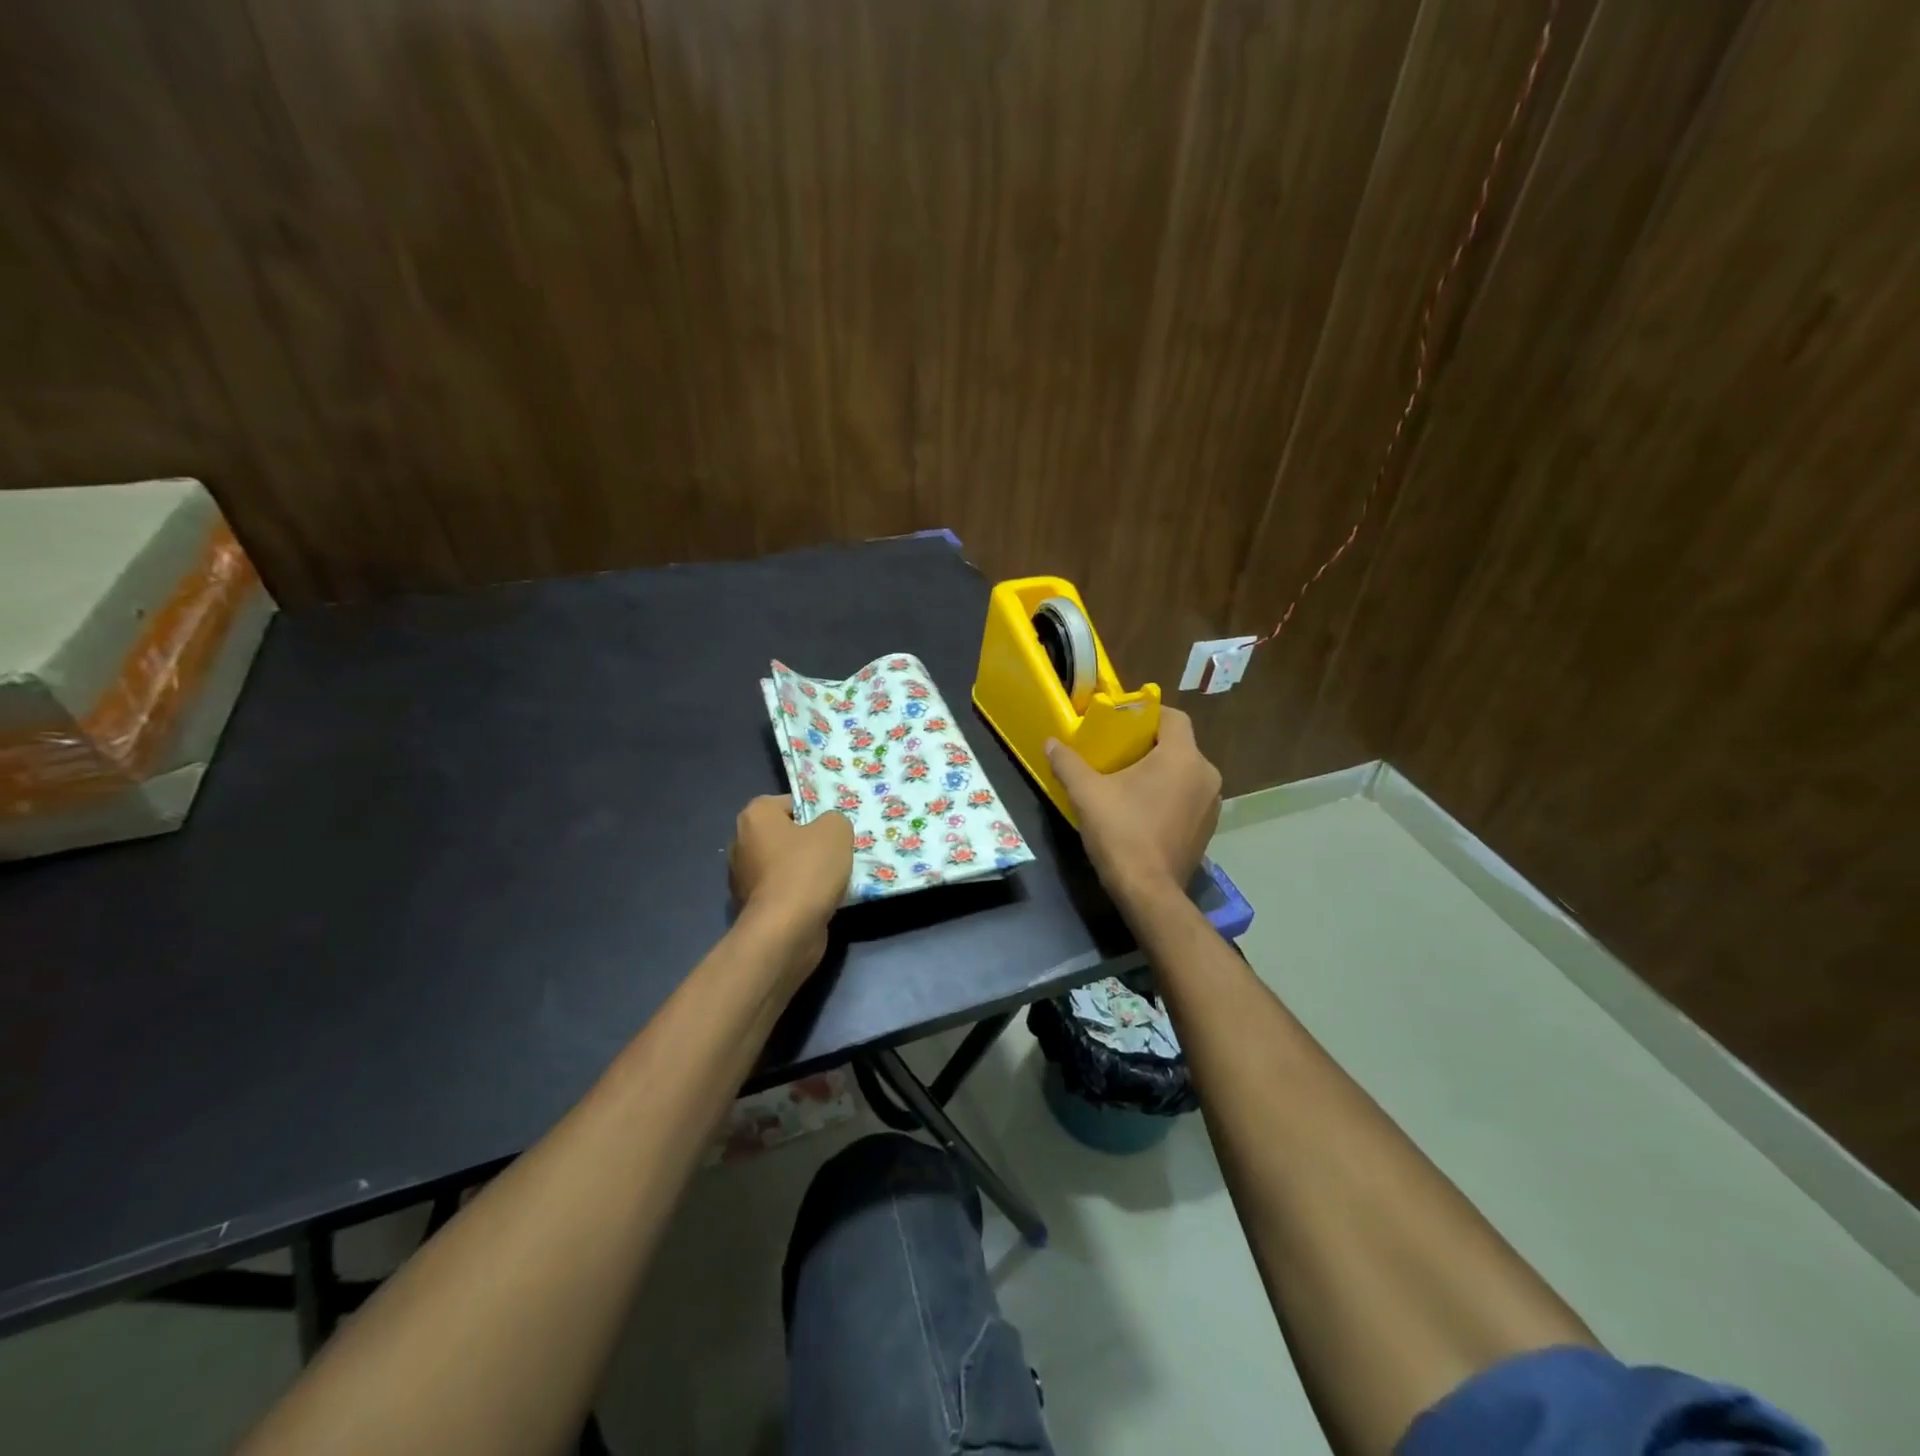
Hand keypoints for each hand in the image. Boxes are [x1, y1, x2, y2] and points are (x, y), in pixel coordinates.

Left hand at [727, 796, 852, 970]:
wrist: (786, 930)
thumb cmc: (808, 869)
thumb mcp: (836, 830)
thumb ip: (834, 820)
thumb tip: (828, 829)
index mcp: (755, 816)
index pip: (788, 803)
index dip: (814, 813)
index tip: (832, 830)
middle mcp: (740, 842)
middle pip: (784, 835)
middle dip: (807, 843)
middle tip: (835, 852)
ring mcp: (742, 878)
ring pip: (782, 865)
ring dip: (803, 871)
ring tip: (831, 879)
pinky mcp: (750, 908)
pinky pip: (781, 891)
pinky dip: (797, 895)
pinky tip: (818, 901)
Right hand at [1046, 707, 1221, 902]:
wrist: (1148, 891)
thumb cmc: (1121, 833)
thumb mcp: (1086, 793)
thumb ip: (1068, 763)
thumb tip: (1050, 742)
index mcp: (1182, 757)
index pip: (1173, 717)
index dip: (1148, 714)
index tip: (1122, 722)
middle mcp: (1206, 775)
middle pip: (1179, 745)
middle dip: (1150, 745)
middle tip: (1118, 752)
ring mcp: (1212, 804)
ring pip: (1185, 772)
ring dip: (1162, 772)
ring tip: (1129, 782)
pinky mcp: (1208, 828)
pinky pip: (1189, 797)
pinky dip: (1170, 795)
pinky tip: (1144, 810)